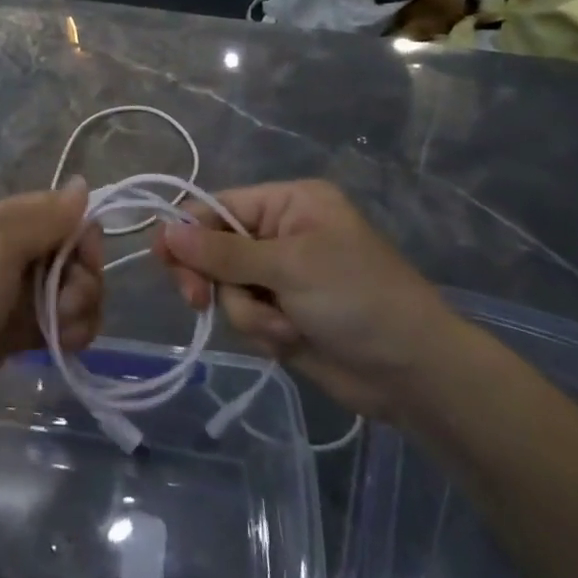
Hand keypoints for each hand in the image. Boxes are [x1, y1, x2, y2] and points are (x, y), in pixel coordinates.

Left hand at [0, 181, 102, 447]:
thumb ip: (45, 217)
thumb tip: (82, 182)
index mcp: (0, 220)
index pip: (61, 210)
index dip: (82, 232)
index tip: (85, 259)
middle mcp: (10, 251)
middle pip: (72, 251)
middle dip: (83, 276)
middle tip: (67, 302)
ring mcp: (15, 295)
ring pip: (72, 288)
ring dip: (79, 308)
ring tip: (60, 331)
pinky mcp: (19, 334)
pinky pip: (63, 321)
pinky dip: (70, 331)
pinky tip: (62, 347)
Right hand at [153, 179, 458, 420]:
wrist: (413, 374)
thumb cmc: (357, 298)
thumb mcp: (289, 266)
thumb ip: (223, 252)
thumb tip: (164, 232)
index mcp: (288, 204)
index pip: (219, 206)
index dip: (188, 232)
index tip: (164, 260)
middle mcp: (280, 234)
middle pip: (214, 248)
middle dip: (214, 278)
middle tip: (198, 301)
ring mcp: (280, 277)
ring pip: (226, 289)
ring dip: (248, 313)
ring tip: (286, 327)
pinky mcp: (282, 315)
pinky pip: (244, 317)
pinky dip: (262, 332)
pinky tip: (293, 340)